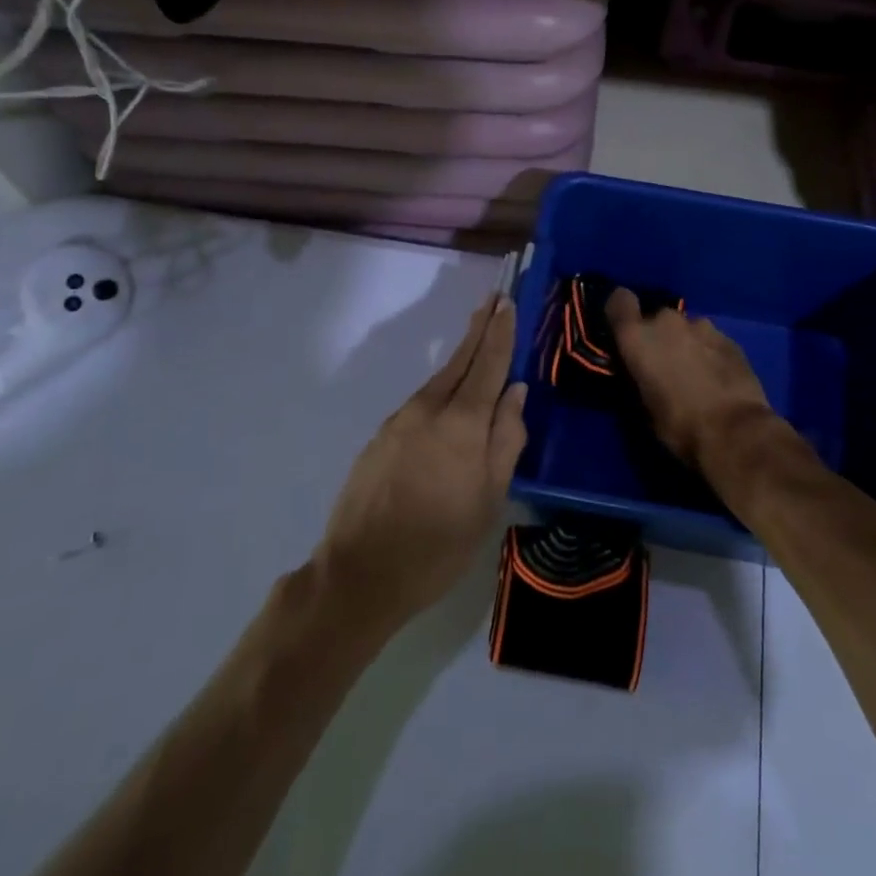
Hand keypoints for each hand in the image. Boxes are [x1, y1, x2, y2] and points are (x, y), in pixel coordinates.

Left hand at [314, 294, 527, 630]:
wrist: (359, 575)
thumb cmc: (439, 543)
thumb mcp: (489, 499)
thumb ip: (506, 440)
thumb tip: (516, 392)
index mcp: (462, 423)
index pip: (488, 364)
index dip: (500, 333)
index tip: (508, 302)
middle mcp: (428, 410)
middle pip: (460, 360)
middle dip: (479, 329)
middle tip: (493, 300)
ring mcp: (399, 422)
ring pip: (439, 381)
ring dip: (460, 358)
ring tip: (478, 342)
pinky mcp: (380, 438)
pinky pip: (420, 403)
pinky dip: (441, 389)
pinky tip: (448, 399)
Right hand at [605, 288, 786, 478]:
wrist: (735, 432)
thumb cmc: (679, 425)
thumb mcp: (644, 407)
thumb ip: (639, 377)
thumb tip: (642, 372)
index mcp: (638, 337)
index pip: (619, 300)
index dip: (621, 312)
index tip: (624, 330)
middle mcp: (667, 322)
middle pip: (656, 318)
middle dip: (658, 336)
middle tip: (663, 364)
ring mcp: (702, 326)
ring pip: (686, 328)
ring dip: (685, 343)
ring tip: (694, 373)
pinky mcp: (730, 338)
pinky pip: (710, 340)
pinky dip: (709, 352)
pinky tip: (717, 377)